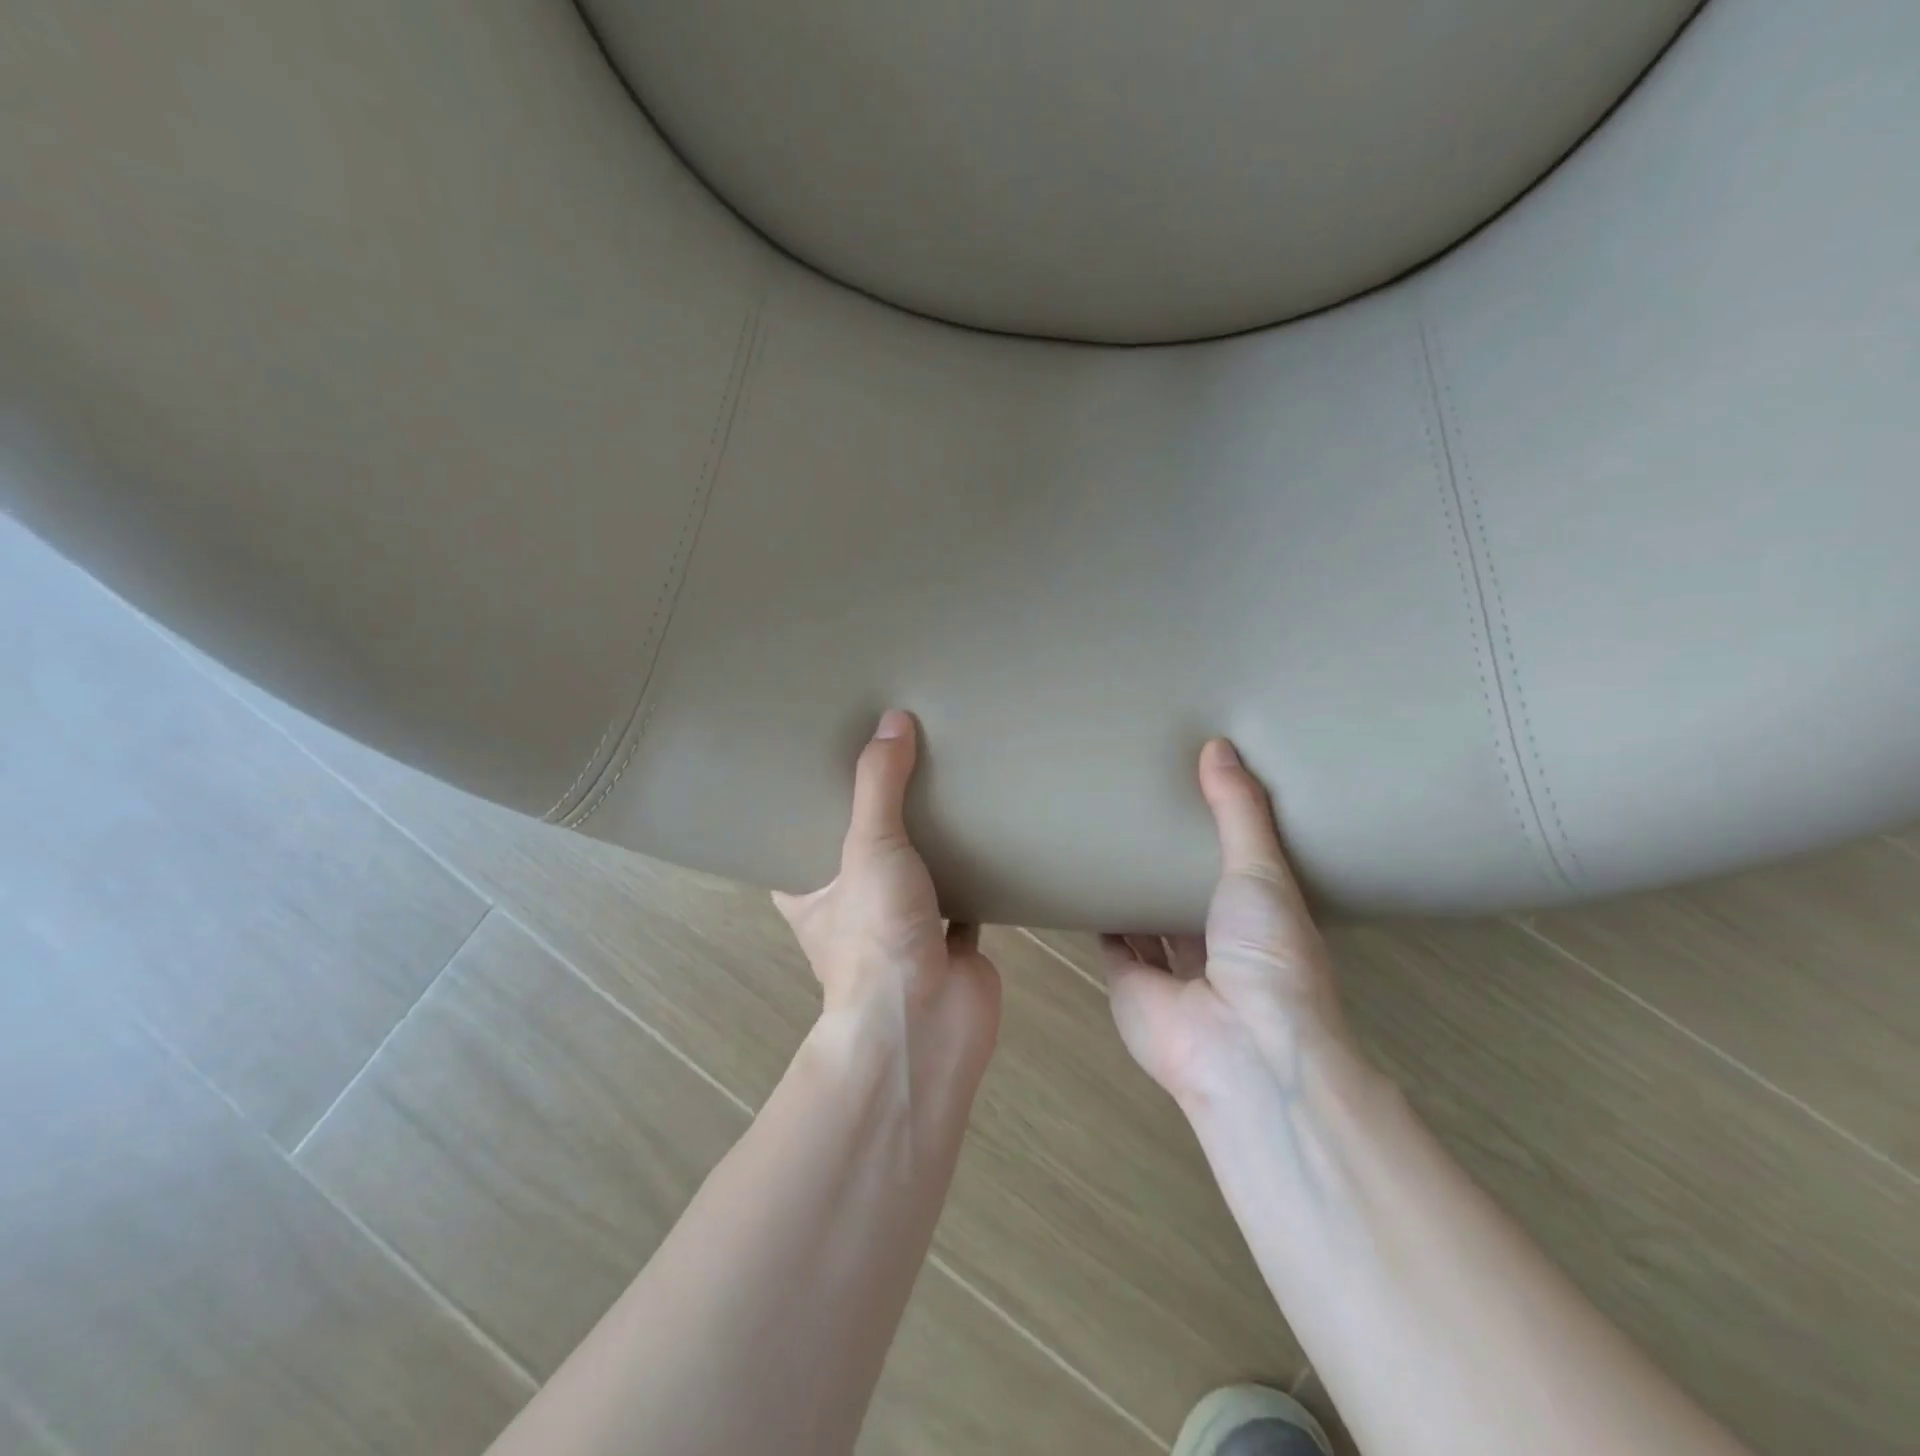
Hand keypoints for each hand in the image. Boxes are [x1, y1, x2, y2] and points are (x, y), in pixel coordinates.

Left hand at [774, 711, 1000, 1051]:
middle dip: (880, 816)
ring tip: (945, 784)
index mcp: (813, 892)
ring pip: (918, 874)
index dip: (810, 805)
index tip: (826, 763)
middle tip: (895, 760)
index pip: (800, 840)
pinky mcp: (952, 941)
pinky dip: (978, 871)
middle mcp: (854, 910)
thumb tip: (893, 719)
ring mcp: (905, 928)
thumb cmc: (875, 935)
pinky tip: (992, 831)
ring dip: (931, 843)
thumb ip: (879, 784)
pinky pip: (966, 895)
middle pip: (865, 852)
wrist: (929, 1021)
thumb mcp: (868, 846)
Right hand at [1102, 738, 1356, 1108]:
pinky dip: (1098, 917)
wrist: (1239, 1045)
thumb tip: (1218, 746)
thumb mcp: (1263, 871)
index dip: (1220, 836)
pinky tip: (1080, 880)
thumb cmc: (1267, 955)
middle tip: (1140, 808)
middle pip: (1187, 896)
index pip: (1240, 870)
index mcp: (1261, 921)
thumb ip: (1238, 811)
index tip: (1195, 794)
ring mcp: (1172, 970)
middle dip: (1168, 862)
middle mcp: (1218, 946)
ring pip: (1147, 920)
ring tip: (1105, 837)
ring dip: (1131, 889)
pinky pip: (1111, 943)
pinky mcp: (1129, 984)